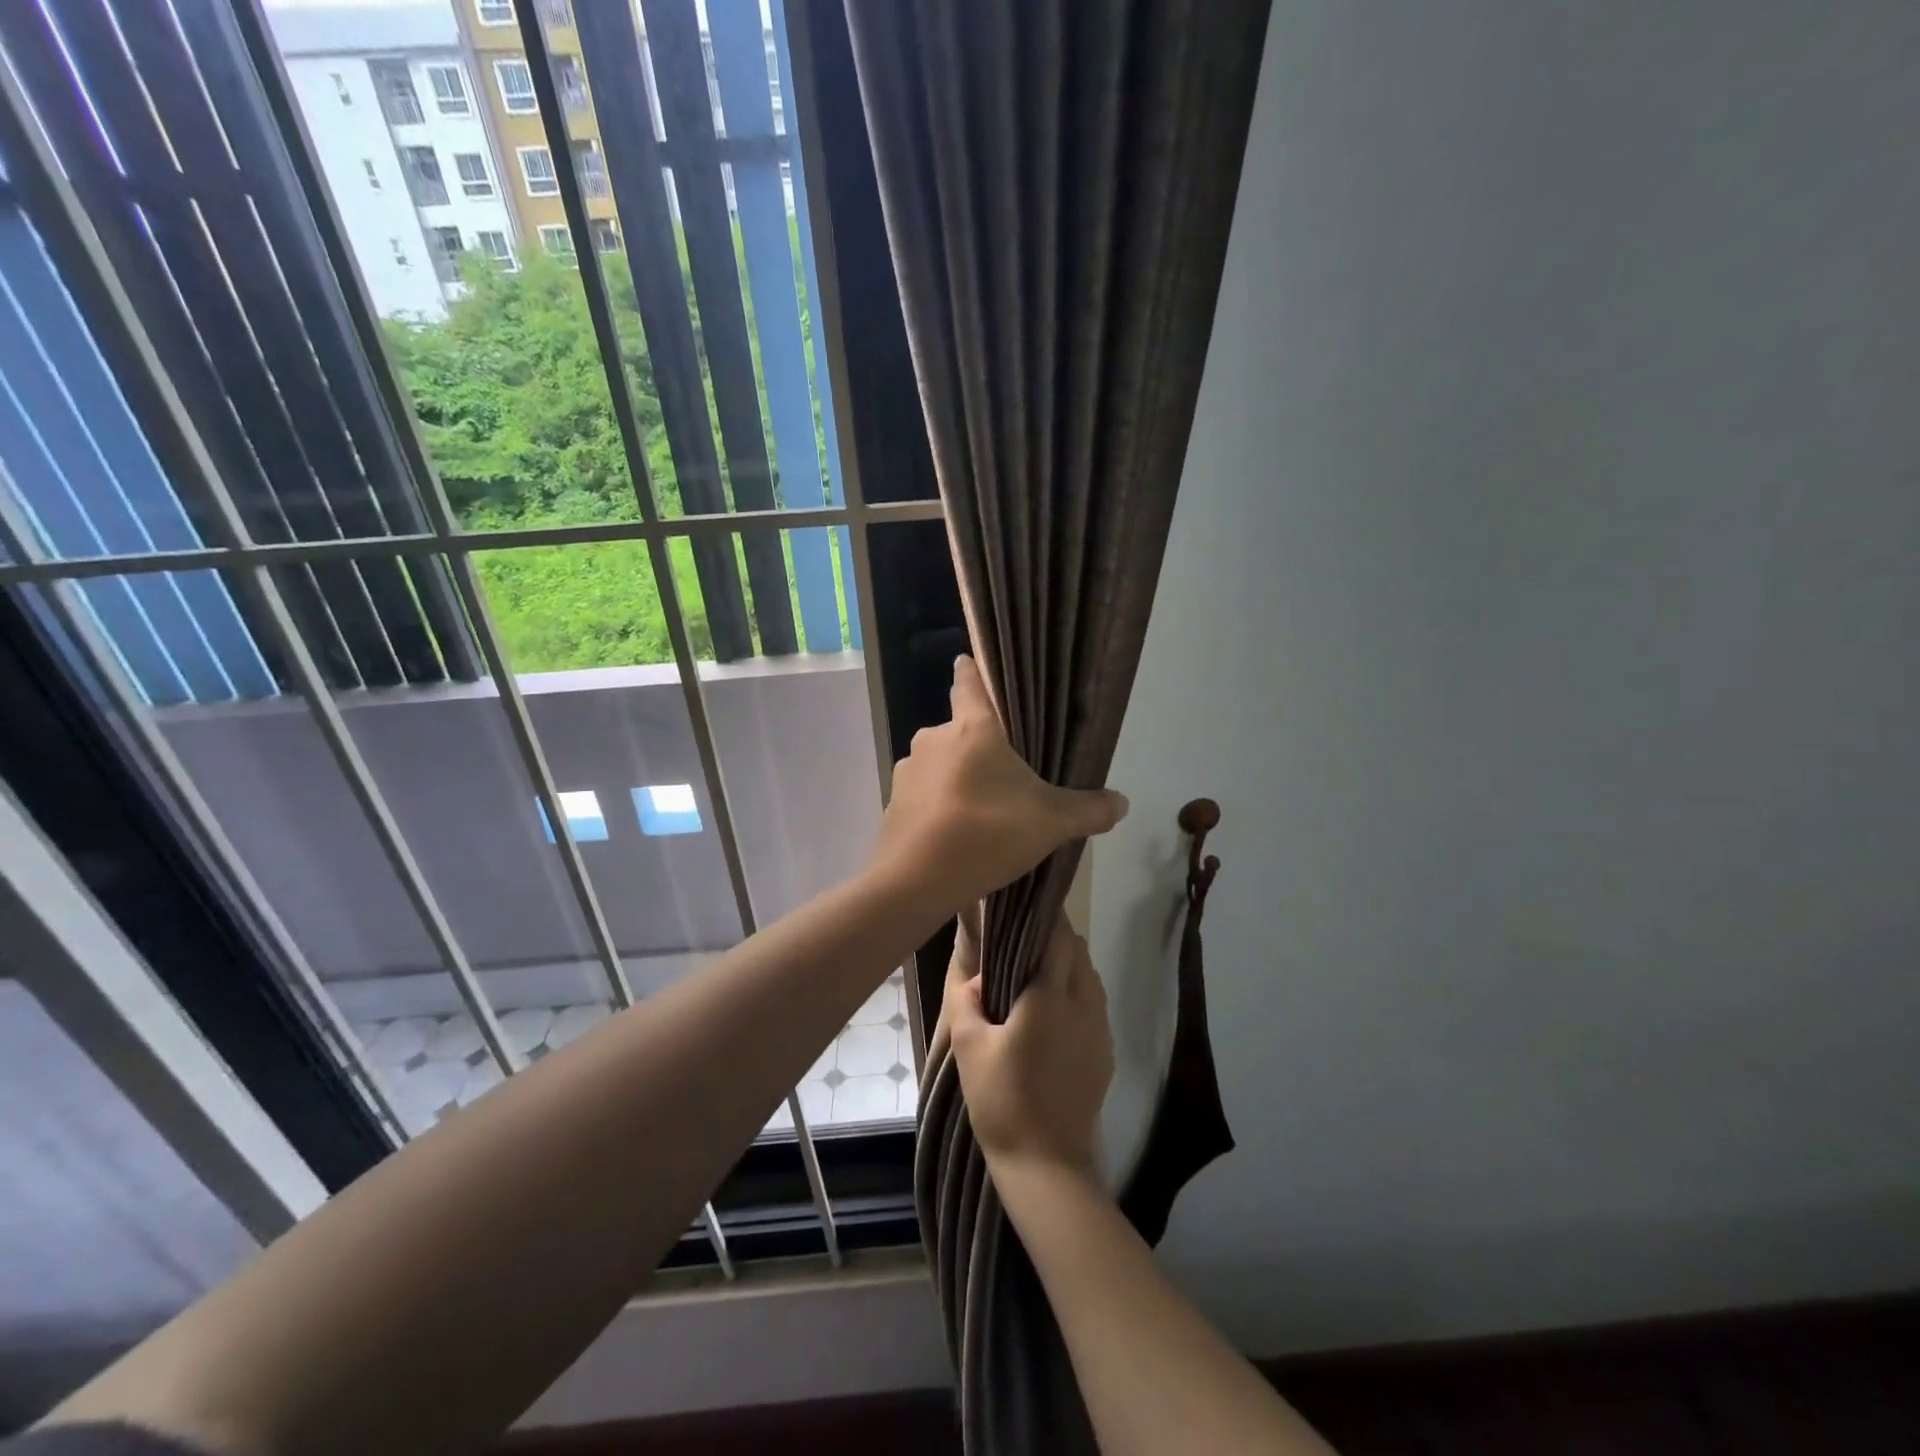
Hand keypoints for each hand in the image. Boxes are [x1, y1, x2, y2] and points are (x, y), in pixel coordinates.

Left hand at [875, 656, 1127, 912]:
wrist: (916, 881)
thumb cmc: (988, 833)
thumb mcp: (1052, 822)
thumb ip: (1090, 809)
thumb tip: (1122, 803)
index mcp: (972, 729)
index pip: (969, 683)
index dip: (971, 671)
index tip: (968, 661)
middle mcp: (934, 739)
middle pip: (960, 731)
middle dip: (979, 748)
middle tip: (1005, 776)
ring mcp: (907, 771)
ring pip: (940, 765)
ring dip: (958, 779)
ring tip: (981, 811)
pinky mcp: (893, 803)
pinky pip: (924, 795)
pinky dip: (939, 806)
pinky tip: (954, 833)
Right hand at [945, 913, 1114, 1178]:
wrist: (1046, 1164)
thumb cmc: (1001, 1101)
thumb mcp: (969, 1048)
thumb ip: (967, 1000)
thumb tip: (976, 974)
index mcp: (1049, 997)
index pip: (1057, 936)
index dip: (1044, 915)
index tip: (1024, 904)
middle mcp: (1083, 1004)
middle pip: (1077, 950)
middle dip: (1055, 936)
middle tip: (1022, 940)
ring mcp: (1100, 1028)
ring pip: (1090, 975)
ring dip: (1068, 964)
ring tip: (1036, 974)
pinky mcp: (1105, 1051)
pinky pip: (1095, 1002)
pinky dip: (1077, 991)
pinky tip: (1053, 1012)